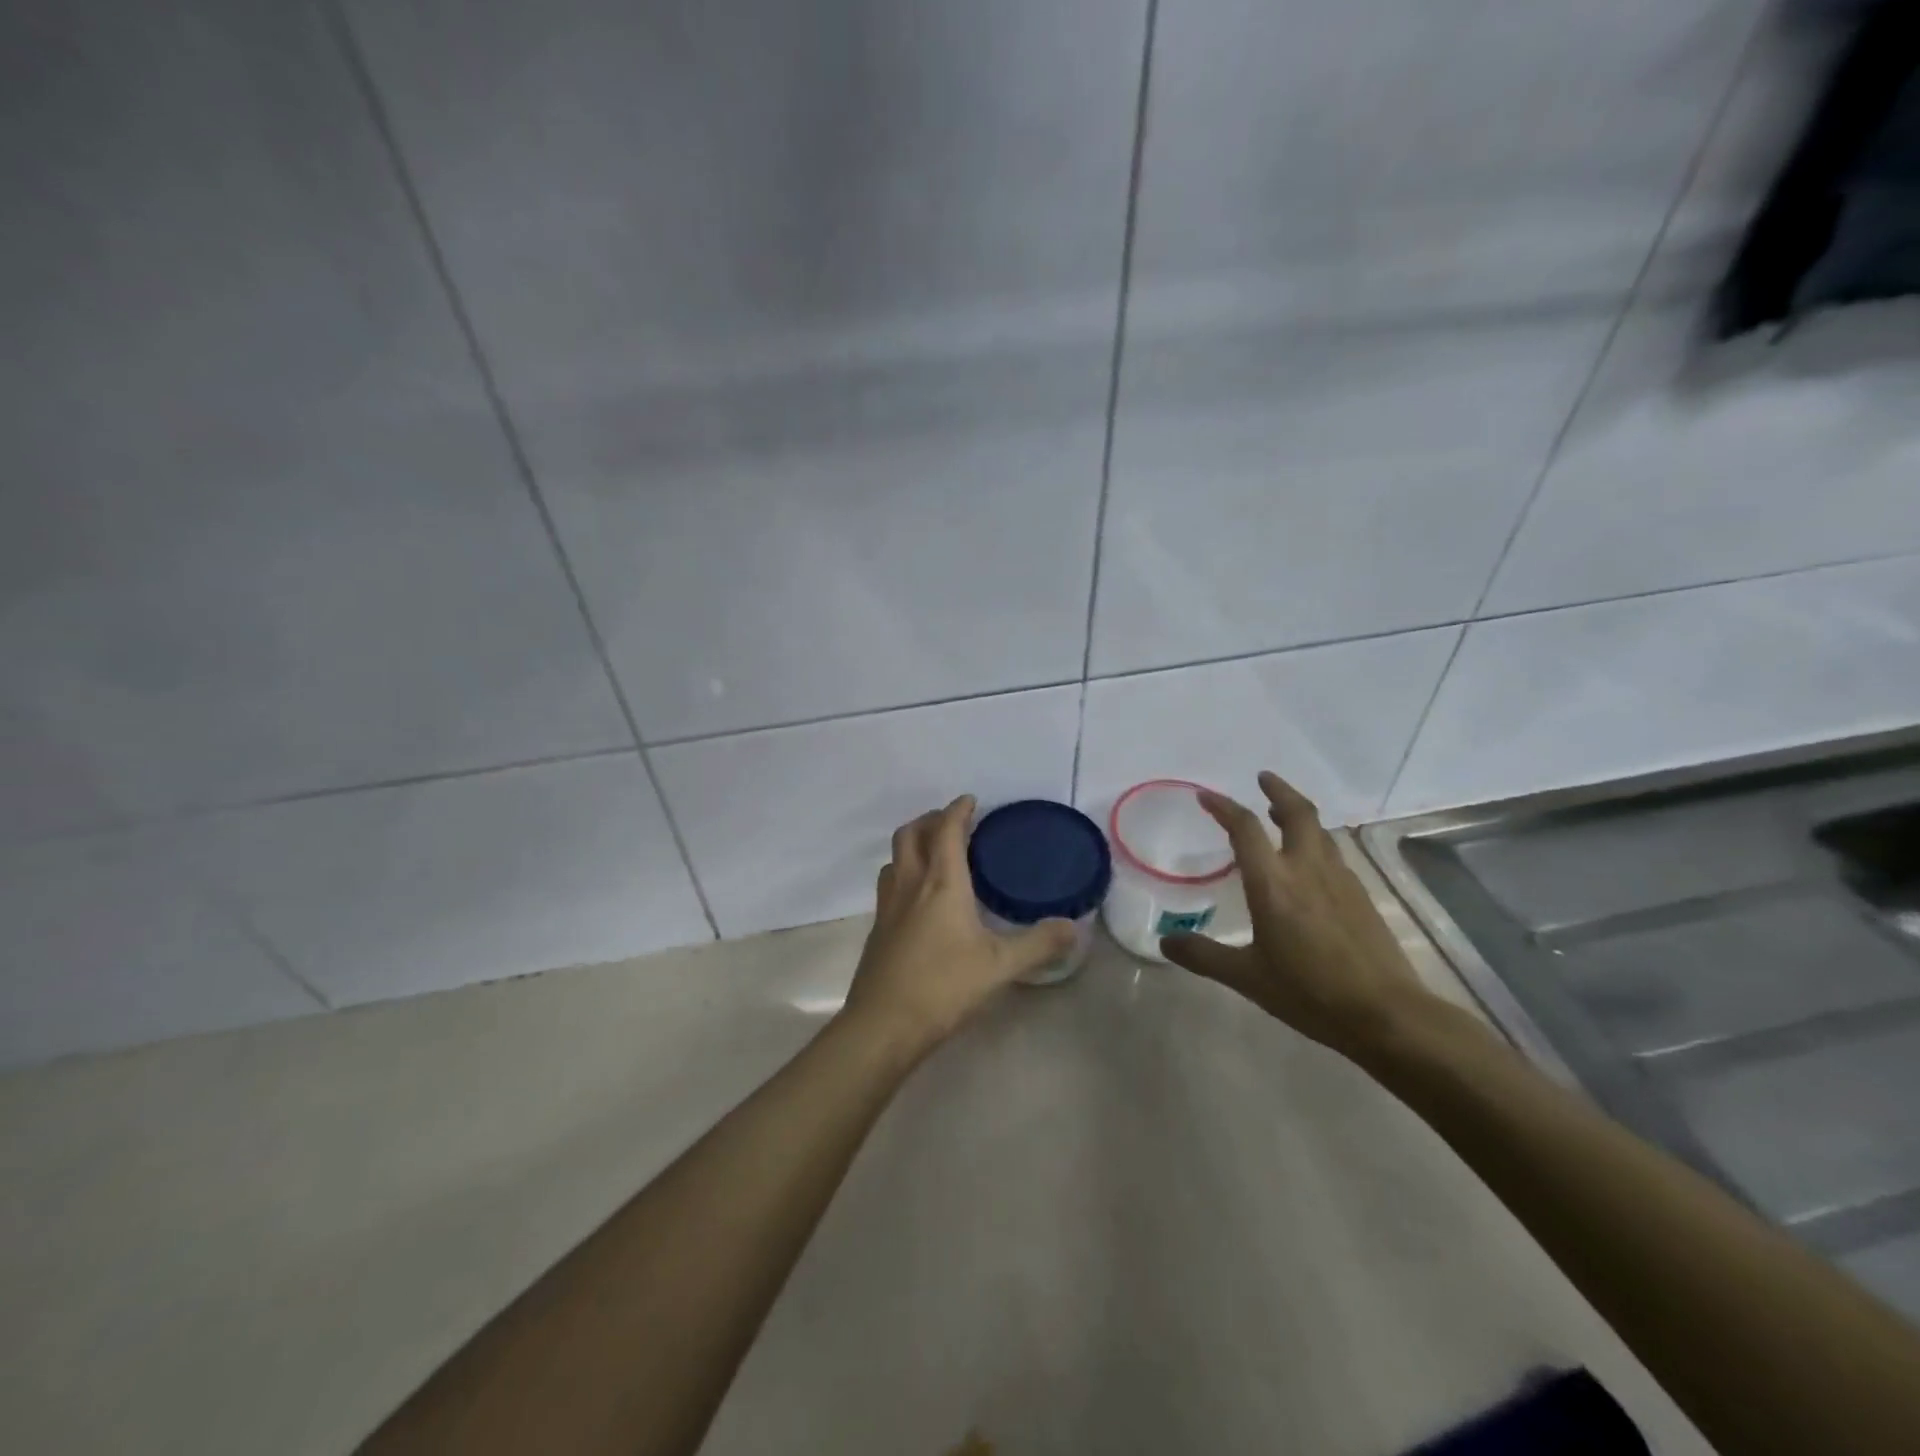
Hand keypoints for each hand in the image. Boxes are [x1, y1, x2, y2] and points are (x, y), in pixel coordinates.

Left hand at [840, 796, 1076, 1056]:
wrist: (883, 1025)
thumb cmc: (944, 987)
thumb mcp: (1000, 966)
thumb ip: (1038, 944)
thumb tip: (1074, 927)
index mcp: (941, 883)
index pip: (945, 830)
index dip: (957, 810)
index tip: (971, 801)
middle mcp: (910, 885)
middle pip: (910, 834)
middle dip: (930, 820)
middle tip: (953, 822)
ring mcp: (888, 906)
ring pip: (894, 858)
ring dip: (913, 845)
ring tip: (934, 853)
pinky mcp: (877, 929)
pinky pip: (889, 884)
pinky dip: (904, 872)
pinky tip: (919, 898)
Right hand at [1159, 772, 1437, 1057]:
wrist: (1386, 1013)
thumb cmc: (1309, 992)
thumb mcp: (1247, 977)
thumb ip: (1204, 956)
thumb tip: (1165, 943)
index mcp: (1273, 883)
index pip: (1245, 828)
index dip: (1224, 807)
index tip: (1206, 796)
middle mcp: (1307, 869)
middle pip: (1296, 813)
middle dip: (1278, 790)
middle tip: (1262, 778)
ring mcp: (1340, 879)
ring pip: (1319, 831)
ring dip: (1297, 814)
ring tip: (1280, 815)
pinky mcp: (1361, 895)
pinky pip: (1333, 853)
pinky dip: (1315, 842)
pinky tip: (1309, 863)